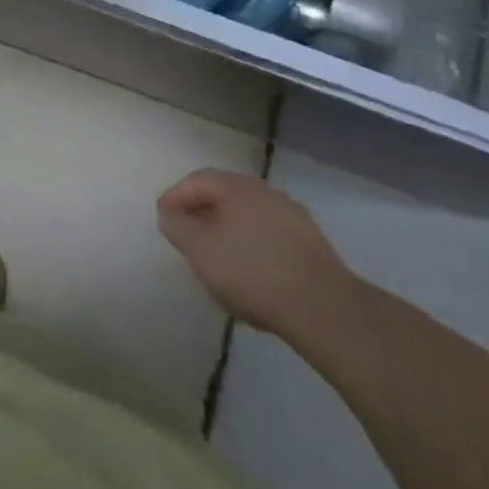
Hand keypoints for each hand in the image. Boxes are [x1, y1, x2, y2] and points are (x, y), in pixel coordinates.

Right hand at [157, 170, 355, 338]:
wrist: (324, 309)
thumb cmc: (252, 271)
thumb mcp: (200, 250)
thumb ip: (178, 227)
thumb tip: (170, 215)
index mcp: (238, 187)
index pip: (197, 180)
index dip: (175, 197)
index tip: (163, 219)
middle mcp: (266, 192)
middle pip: (224, 195)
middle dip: (201, 213)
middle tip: (186, 236)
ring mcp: (293, 217)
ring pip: (248, 216)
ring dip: (227, 231)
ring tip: (216, 258)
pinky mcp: (312, 245)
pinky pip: (269, 236)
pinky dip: (251, 246)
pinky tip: (249, 272)